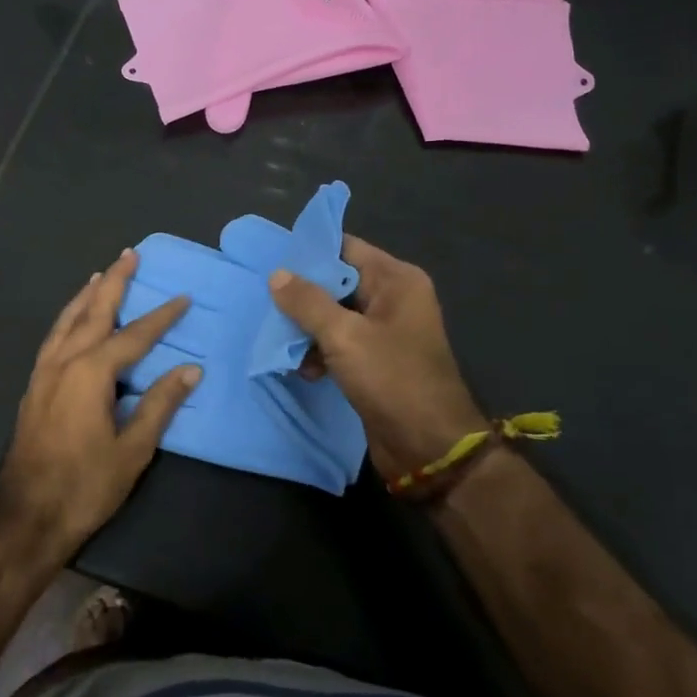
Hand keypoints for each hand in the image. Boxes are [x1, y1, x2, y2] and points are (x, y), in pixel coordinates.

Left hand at [0, 250, 198, 565]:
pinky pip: (55, 336)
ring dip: (87, 294)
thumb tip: (191, 369)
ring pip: (68, 320)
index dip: (162, 316)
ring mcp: (44, 371)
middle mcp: (65, 361)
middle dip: (115, 282)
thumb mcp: (132, 449)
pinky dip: (68, 317)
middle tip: (129, 254)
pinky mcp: (34, 385)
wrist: (25, 516)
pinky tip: (73, 319)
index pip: (135, 335)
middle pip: (94, 311)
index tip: (183, 298)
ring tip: (101, 274)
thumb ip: (160, 404)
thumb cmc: (84, 485)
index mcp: (91, 372)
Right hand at [269, 236, 486, 483]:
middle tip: (266, 302)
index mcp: (396, 280)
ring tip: (282, 343)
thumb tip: (277, 274)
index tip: (272, 260)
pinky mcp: (377, 360)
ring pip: (335, 314)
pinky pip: (341, 342)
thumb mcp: (344, 336)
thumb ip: (307, 302)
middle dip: (303, 294)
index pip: (346, 248)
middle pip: (338, 281)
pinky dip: (320, 351)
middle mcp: (394, 298)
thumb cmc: (392, 379)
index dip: (310, 252)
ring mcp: (386, 331)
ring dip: (308, 328)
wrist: (430, 448)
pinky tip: (303, 369)